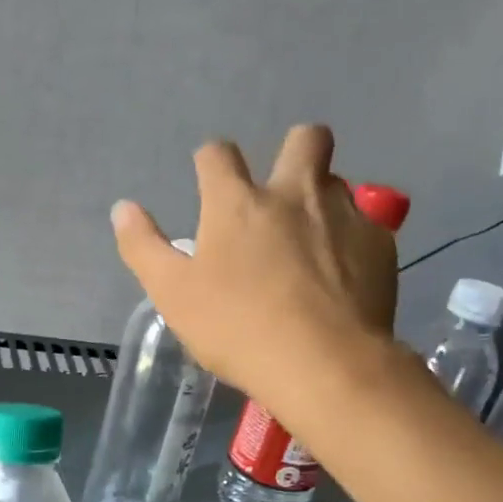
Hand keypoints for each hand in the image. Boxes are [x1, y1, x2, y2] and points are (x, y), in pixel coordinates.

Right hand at [110, 123, 399, 415]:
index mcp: (236, 202)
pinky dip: (352, 240)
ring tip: (312, 239)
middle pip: (304, 138)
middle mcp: (294, 192)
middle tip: (281, 193)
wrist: (323, 363)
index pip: (218, 154)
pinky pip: (367, 225)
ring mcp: (344, 214)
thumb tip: (122, 208)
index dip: (210, 161)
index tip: (208, 180)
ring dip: (322, 198)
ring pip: (338, 181)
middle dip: (292, 150)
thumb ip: (143, 247)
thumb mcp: (172, 294)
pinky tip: (343, 274)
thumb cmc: (236, 328)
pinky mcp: (380, 243)